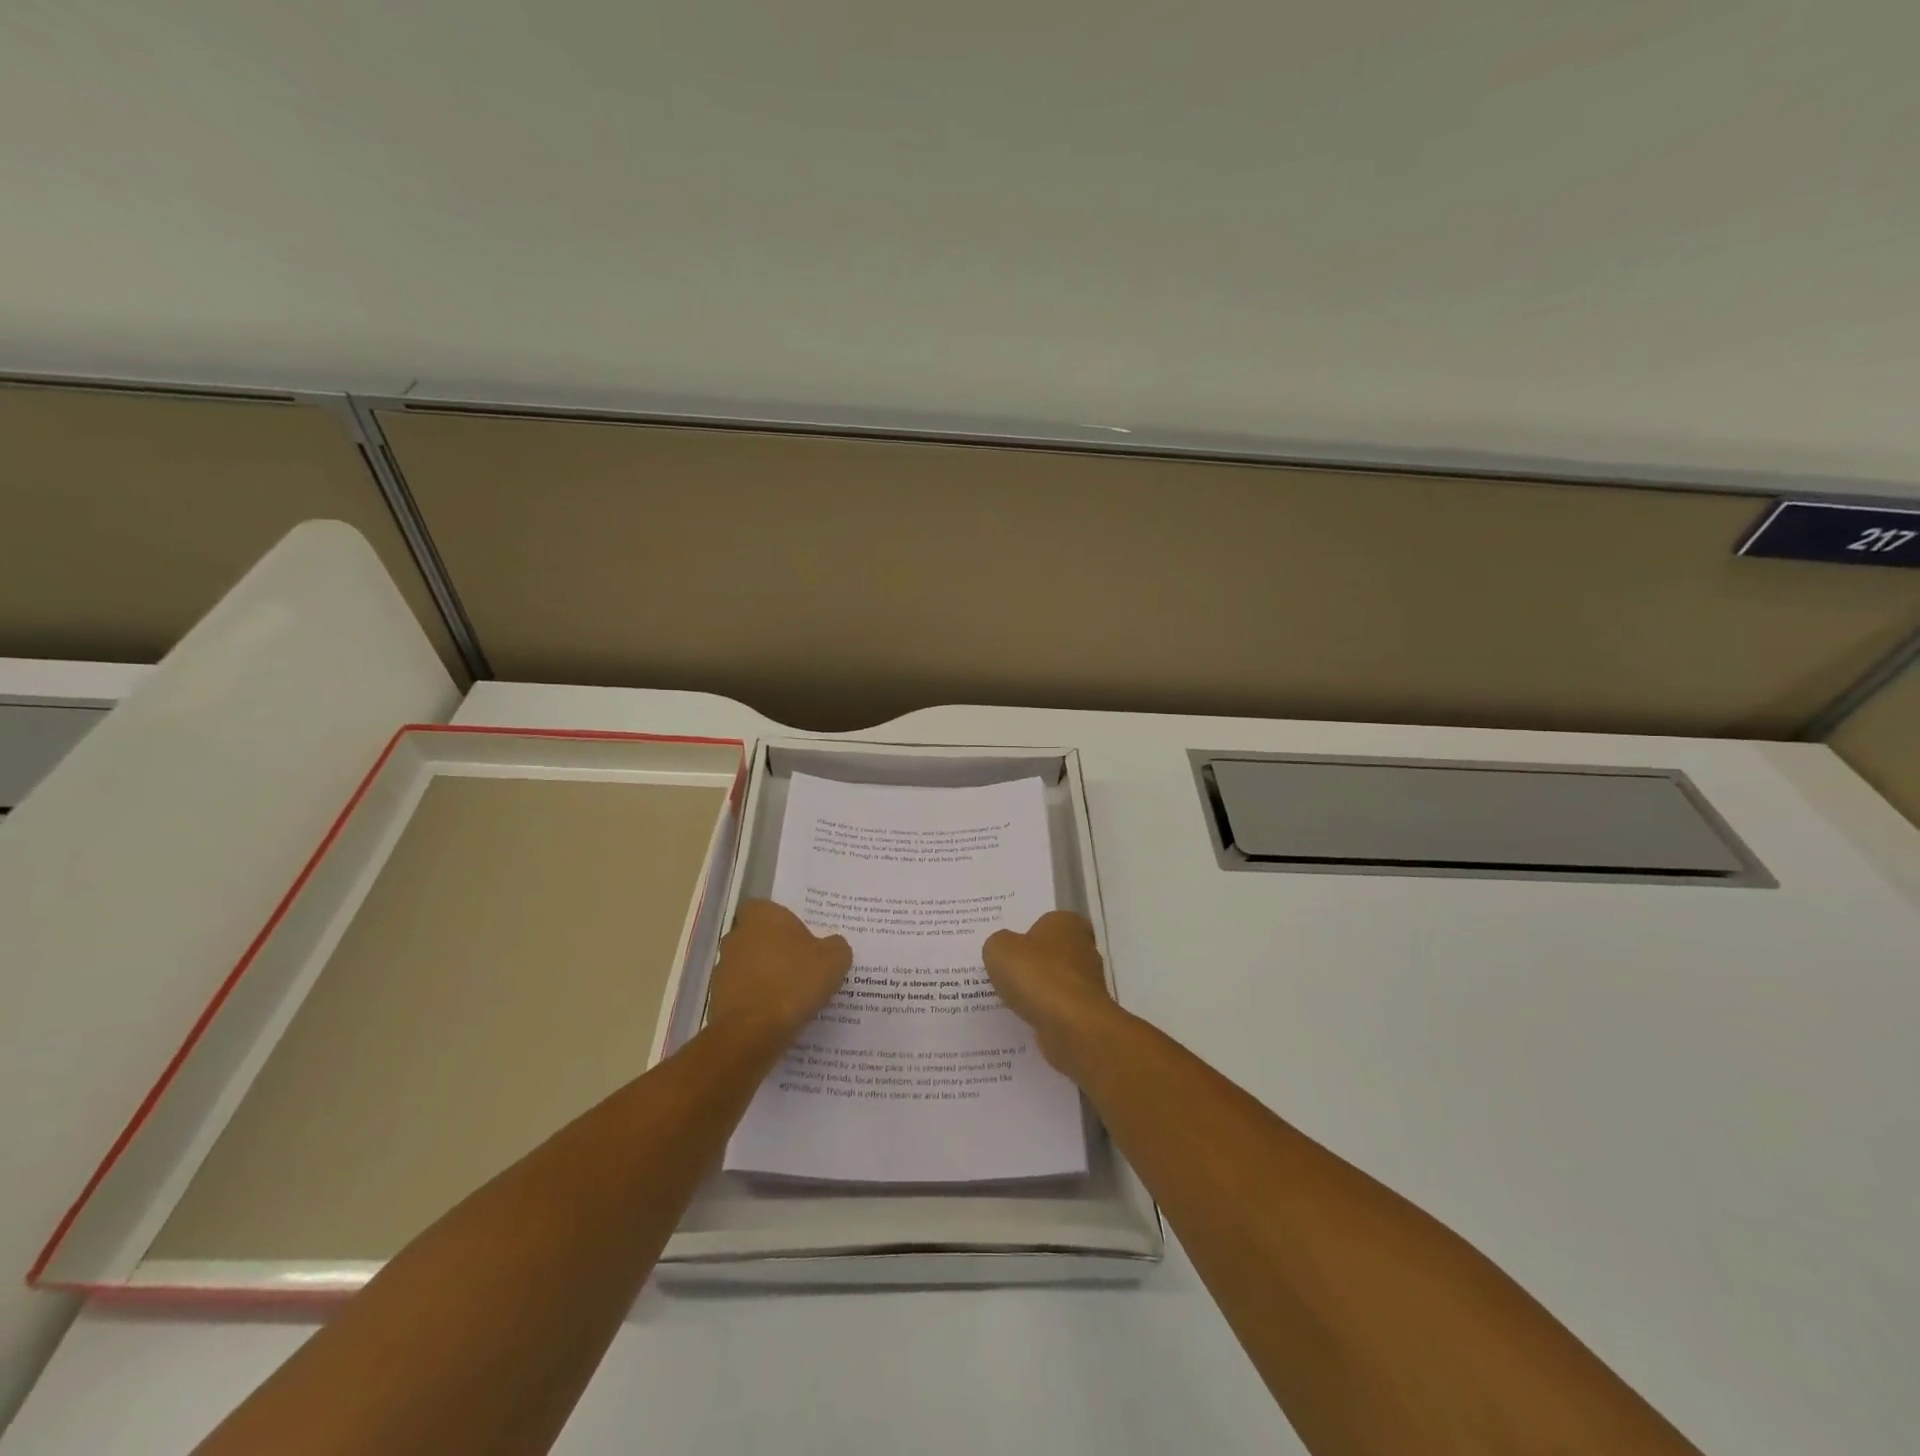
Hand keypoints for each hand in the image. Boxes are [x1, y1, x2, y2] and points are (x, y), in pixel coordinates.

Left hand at [707, 899, 851, 1046]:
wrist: (754, 1031)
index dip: (782, 921)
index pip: (766, 908)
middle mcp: (736, 936)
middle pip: (757, 936)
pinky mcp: (717, 998)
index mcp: (762, 917)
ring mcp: (723, 968)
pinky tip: (776, 1014)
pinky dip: (756, 1000)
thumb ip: (836, 946)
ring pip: (748, 965)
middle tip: (800, 965)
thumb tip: (833, 945)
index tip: (800, 937)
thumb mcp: (834, 960)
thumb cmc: (795, 982)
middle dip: (774, 948)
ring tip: (791, 994)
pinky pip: (743, 993)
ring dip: (764, 975)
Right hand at [982, 911, 1121, 1072]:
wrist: (1071, 1025)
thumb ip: (998, 944)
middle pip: (1052, 952)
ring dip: (1038, 990)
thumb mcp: (999, 949)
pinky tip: (1025, 1018)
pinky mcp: (1087, 1012)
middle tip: (1004, 972)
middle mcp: (1084, 948)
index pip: (1046, 922)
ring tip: (1009, 999)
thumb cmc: (1037, 975)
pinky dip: (1044, 1012)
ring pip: (1055, 981)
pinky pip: (1058, 1007)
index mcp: (1067, 923)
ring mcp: (1089, 982)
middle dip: (1032, 963)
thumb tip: (1004, 950)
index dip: (1026, 934)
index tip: (1008, 949)